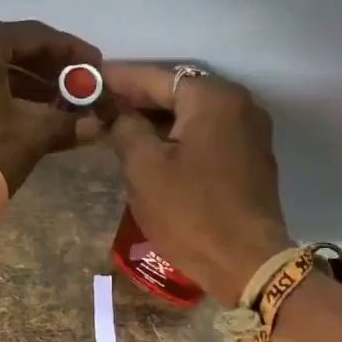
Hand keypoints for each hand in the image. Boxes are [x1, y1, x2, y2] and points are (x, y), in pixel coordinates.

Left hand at [0, 19, 104, 215]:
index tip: (95, 67)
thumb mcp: (32, 136)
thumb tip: (97, 126)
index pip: (34, 35)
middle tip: (76, 85)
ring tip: (55, 104)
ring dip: (24, 82)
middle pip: (9, 47)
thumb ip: (67, 124)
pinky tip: (22, 114)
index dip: (70, 52)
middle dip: (47, 67)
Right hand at [103, 63, 291, 305]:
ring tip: (120, 127)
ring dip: (158, 119)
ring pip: (193, 114)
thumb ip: (125, 128)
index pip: (156, 78)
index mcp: (212, 98)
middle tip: (100, 106)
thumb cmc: (190, 212)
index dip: (118, 79)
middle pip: (178, 92)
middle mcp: (239, 104)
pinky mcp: (252, 158)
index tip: (89, 80)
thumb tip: (116, 113)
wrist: (246, 264)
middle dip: (138, 99)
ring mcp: (251, 131)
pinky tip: (155, 148)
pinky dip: (180, 136)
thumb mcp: (144, 168)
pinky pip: (208, 134)